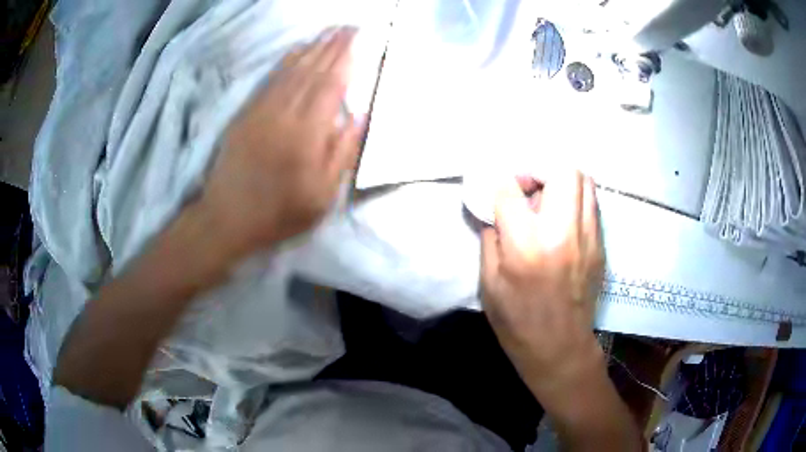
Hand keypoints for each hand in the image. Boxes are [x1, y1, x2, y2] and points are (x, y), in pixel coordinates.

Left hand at [199, 27, 363, 259]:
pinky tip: (296, 50)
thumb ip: (343, 153)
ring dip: (312, 47)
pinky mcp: (246, 114)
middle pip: (312, 70)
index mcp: (307, 134)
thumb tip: (360, 115)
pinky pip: (270, 80)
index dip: (346, 58)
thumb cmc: (279, 213)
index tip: (358, 37)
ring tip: (329, 31)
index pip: (331, 84)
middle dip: (332, 45)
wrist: (226, 219)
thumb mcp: (322, 196)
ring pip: (291, 70)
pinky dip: (286, 61)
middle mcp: (284, 114)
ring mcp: (262, 111)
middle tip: (349, 26)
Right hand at [480, 170, 604, 395]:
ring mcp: (588, 237)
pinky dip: (575, 198)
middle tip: (528, 187)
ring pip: (583, 181)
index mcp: (526, 246)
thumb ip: (491, 239)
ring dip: (561, 180)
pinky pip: (591, 203)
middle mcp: (562, 232)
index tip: (499, 190)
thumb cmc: (518, 322)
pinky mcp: (600, 245)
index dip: (501, 183)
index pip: (511, 190)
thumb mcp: (489, 284)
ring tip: (547, 199)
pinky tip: (562, 218)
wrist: (560, 348)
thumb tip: (496, 210)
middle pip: (561, 170)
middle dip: (539, 169)